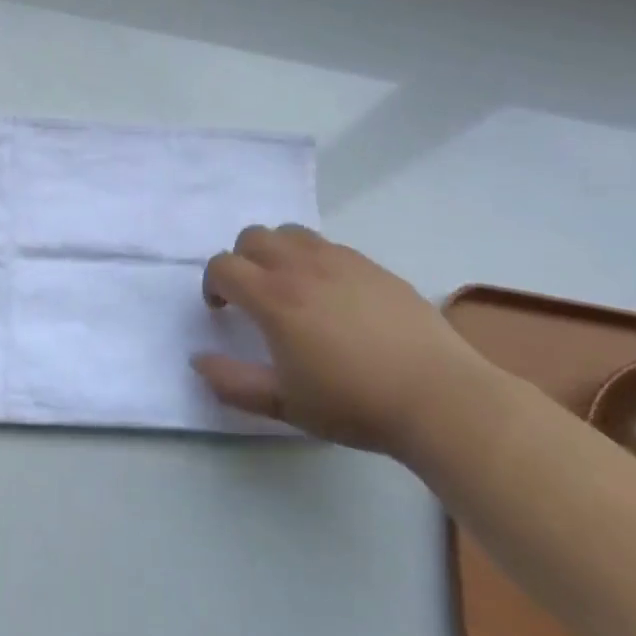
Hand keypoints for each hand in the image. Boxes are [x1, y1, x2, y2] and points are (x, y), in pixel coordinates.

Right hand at [192, 226, 482, 455]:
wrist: (438, 396)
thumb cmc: (354, 404)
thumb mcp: (285, 404)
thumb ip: (233, 382)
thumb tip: (197, 360)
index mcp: (273, 297)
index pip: (223, 266)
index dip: (212, 284)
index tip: (222, 310)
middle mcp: (300, 266)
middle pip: (252, 237)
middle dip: (241, 260)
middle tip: (251, 295)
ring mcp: (339, 259)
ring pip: (290, 232)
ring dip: (276, 251)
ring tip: (289, 286)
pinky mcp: (371, 264)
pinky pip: (327, 245)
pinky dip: (313, 258)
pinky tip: (332, 294)